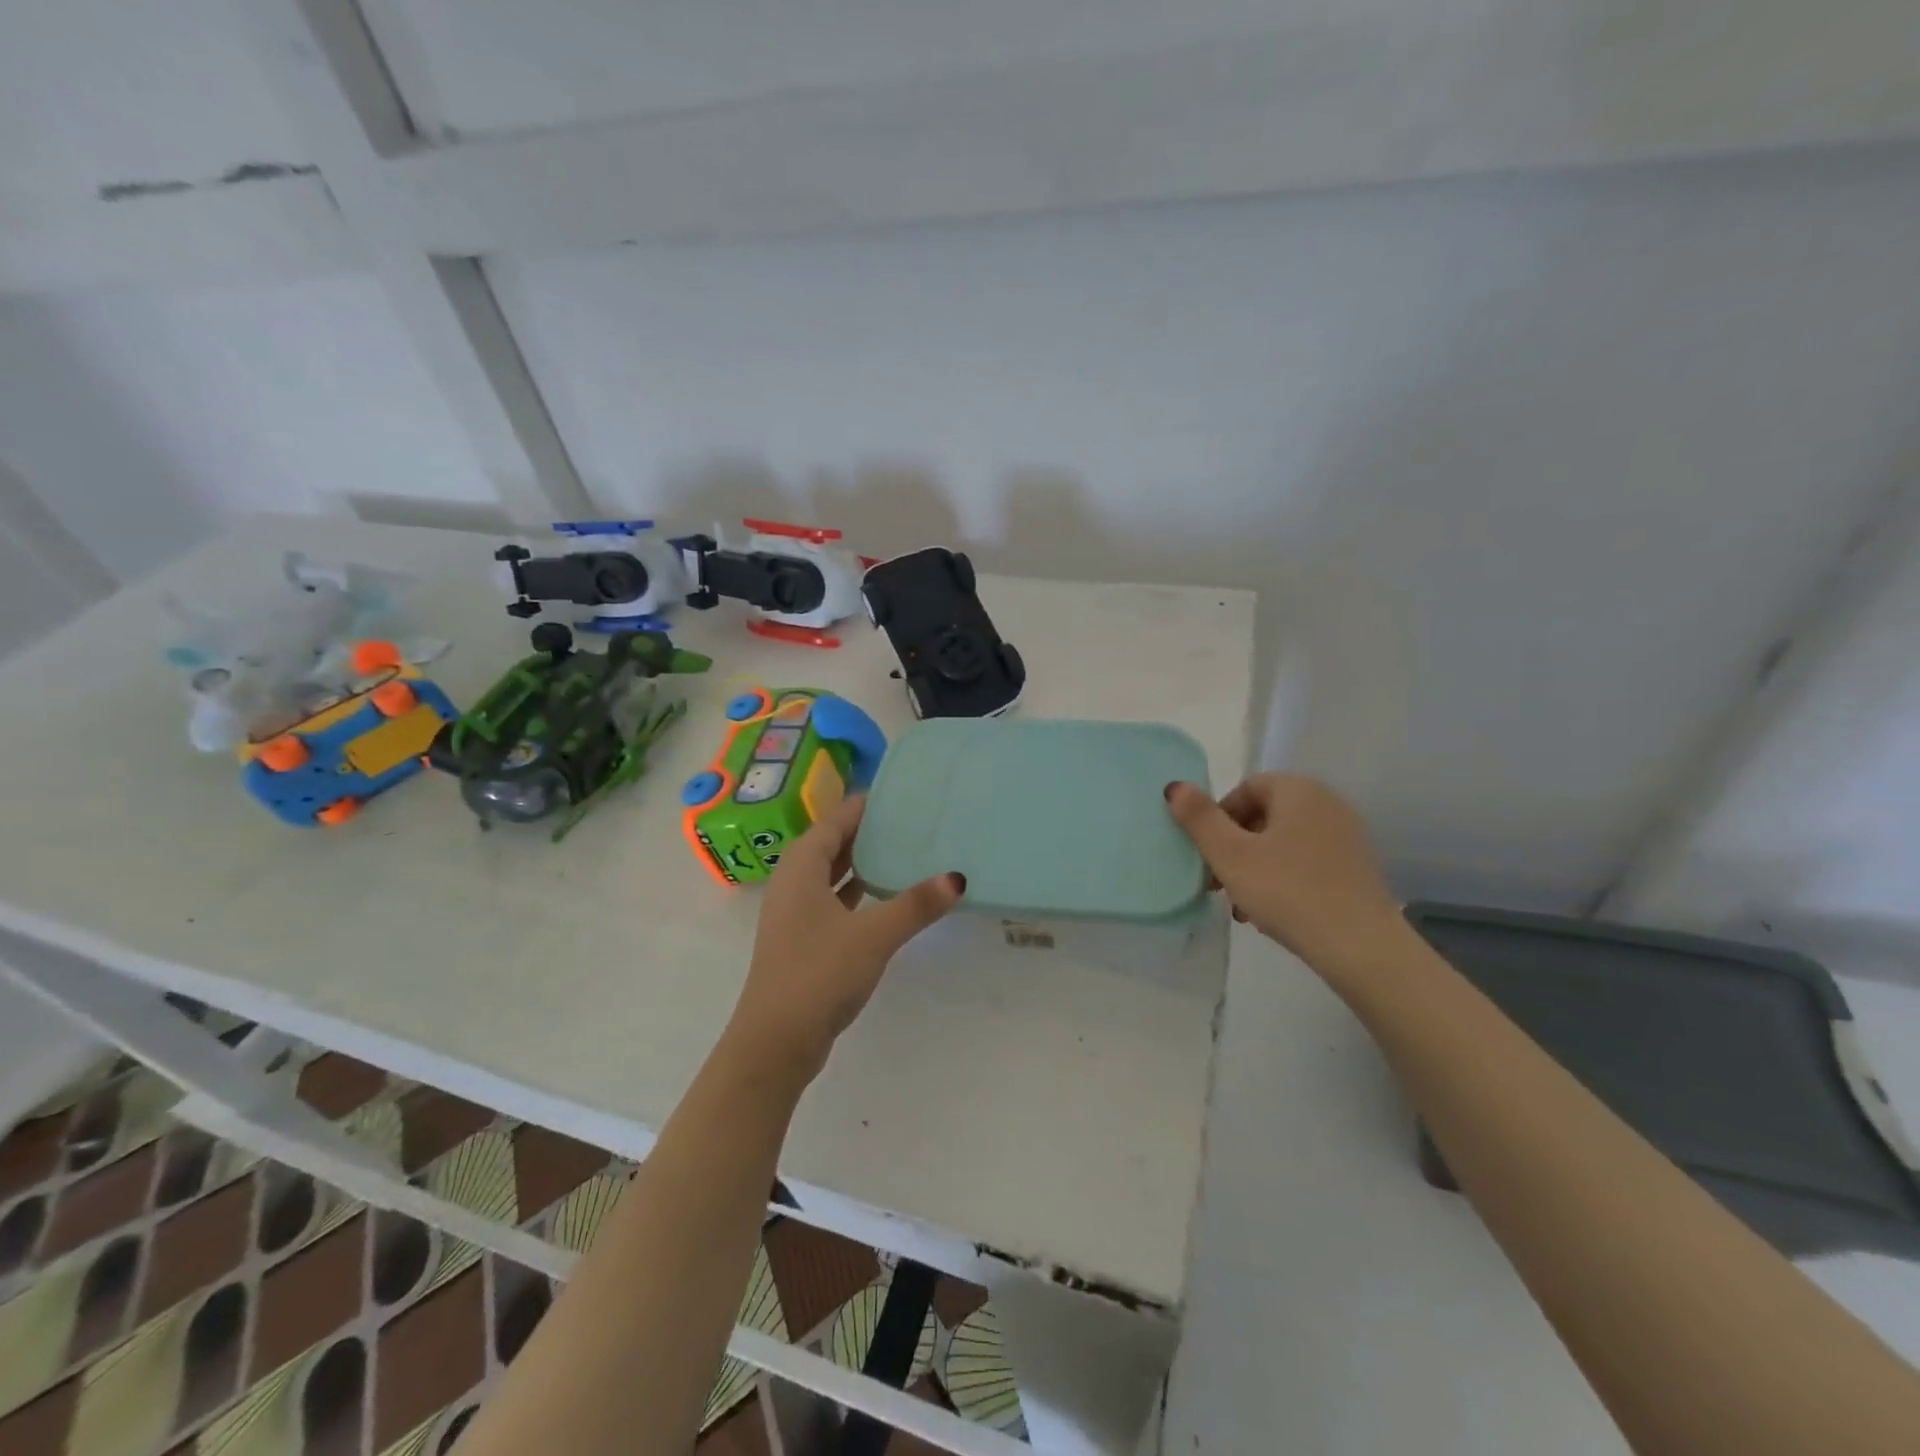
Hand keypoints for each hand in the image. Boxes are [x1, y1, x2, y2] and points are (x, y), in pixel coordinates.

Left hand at [726, 794, 963, 1085]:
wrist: (776, 1041)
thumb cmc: (819, 974)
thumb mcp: (874, 935)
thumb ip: (915, 905)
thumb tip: (956, 878)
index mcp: (802, 866)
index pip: (836, 819)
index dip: (866, 805)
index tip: (902, 794)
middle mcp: (794, 881)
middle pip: (834, 842)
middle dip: (869, 831)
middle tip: (912, 820)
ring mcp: (796, 912)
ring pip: (833, 873)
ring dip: (864, 862)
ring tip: (905, 851)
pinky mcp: (803, 938)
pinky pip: (834, 900)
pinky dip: (858, 892)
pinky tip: (886, 897)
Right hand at [1165, 774, 1402, 969]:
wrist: (1361, 948)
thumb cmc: (1288, 892)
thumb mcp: (1230, 855)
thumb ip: (1199, 818)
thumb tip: (1174, 787)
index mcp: (1298, 790)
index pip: (1245, 789)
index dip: (1217, 819)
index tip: (1207, 855)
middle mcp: (1328, 803)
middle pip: (1264, 816)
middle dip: (1235, 847)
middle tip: (1218, 883)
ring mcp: (1347, 837)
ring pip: (1284, 843)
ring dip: (1255, 867)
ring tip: (1242, 905)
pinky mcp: (1357, 868)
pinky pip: (1307, 862)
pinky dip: (1284, 879)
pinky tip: (1272, 913)